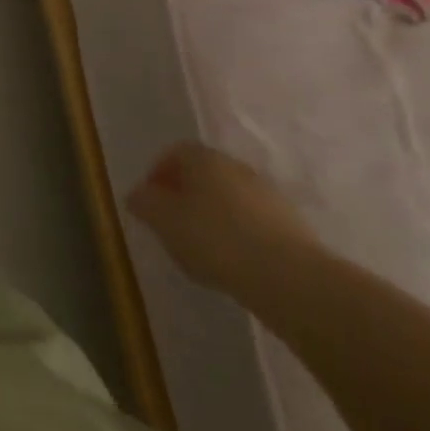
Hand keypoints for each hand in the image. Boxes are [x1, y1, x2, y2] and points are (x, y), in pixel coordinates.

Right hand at [126, 141, 318, 297]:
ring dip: (213, 217)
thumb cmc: (215, 238)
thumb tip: (137, 195)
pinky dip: (239, 235)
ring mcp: (268, 194)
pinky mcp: (292, 225)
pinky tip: (234, 262)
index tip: (150, 202)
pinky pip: (253, 222)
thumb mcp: (164, 221)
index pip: (174, 153)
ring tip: (203, 250)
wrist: (290, 277)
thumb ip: (145, 203)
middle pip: (203, 174)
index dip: (158, 174)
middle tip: (173, 225)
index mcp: (204, 158)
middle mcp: (236, 167)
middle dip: (185, 196)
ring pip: (229, 199)